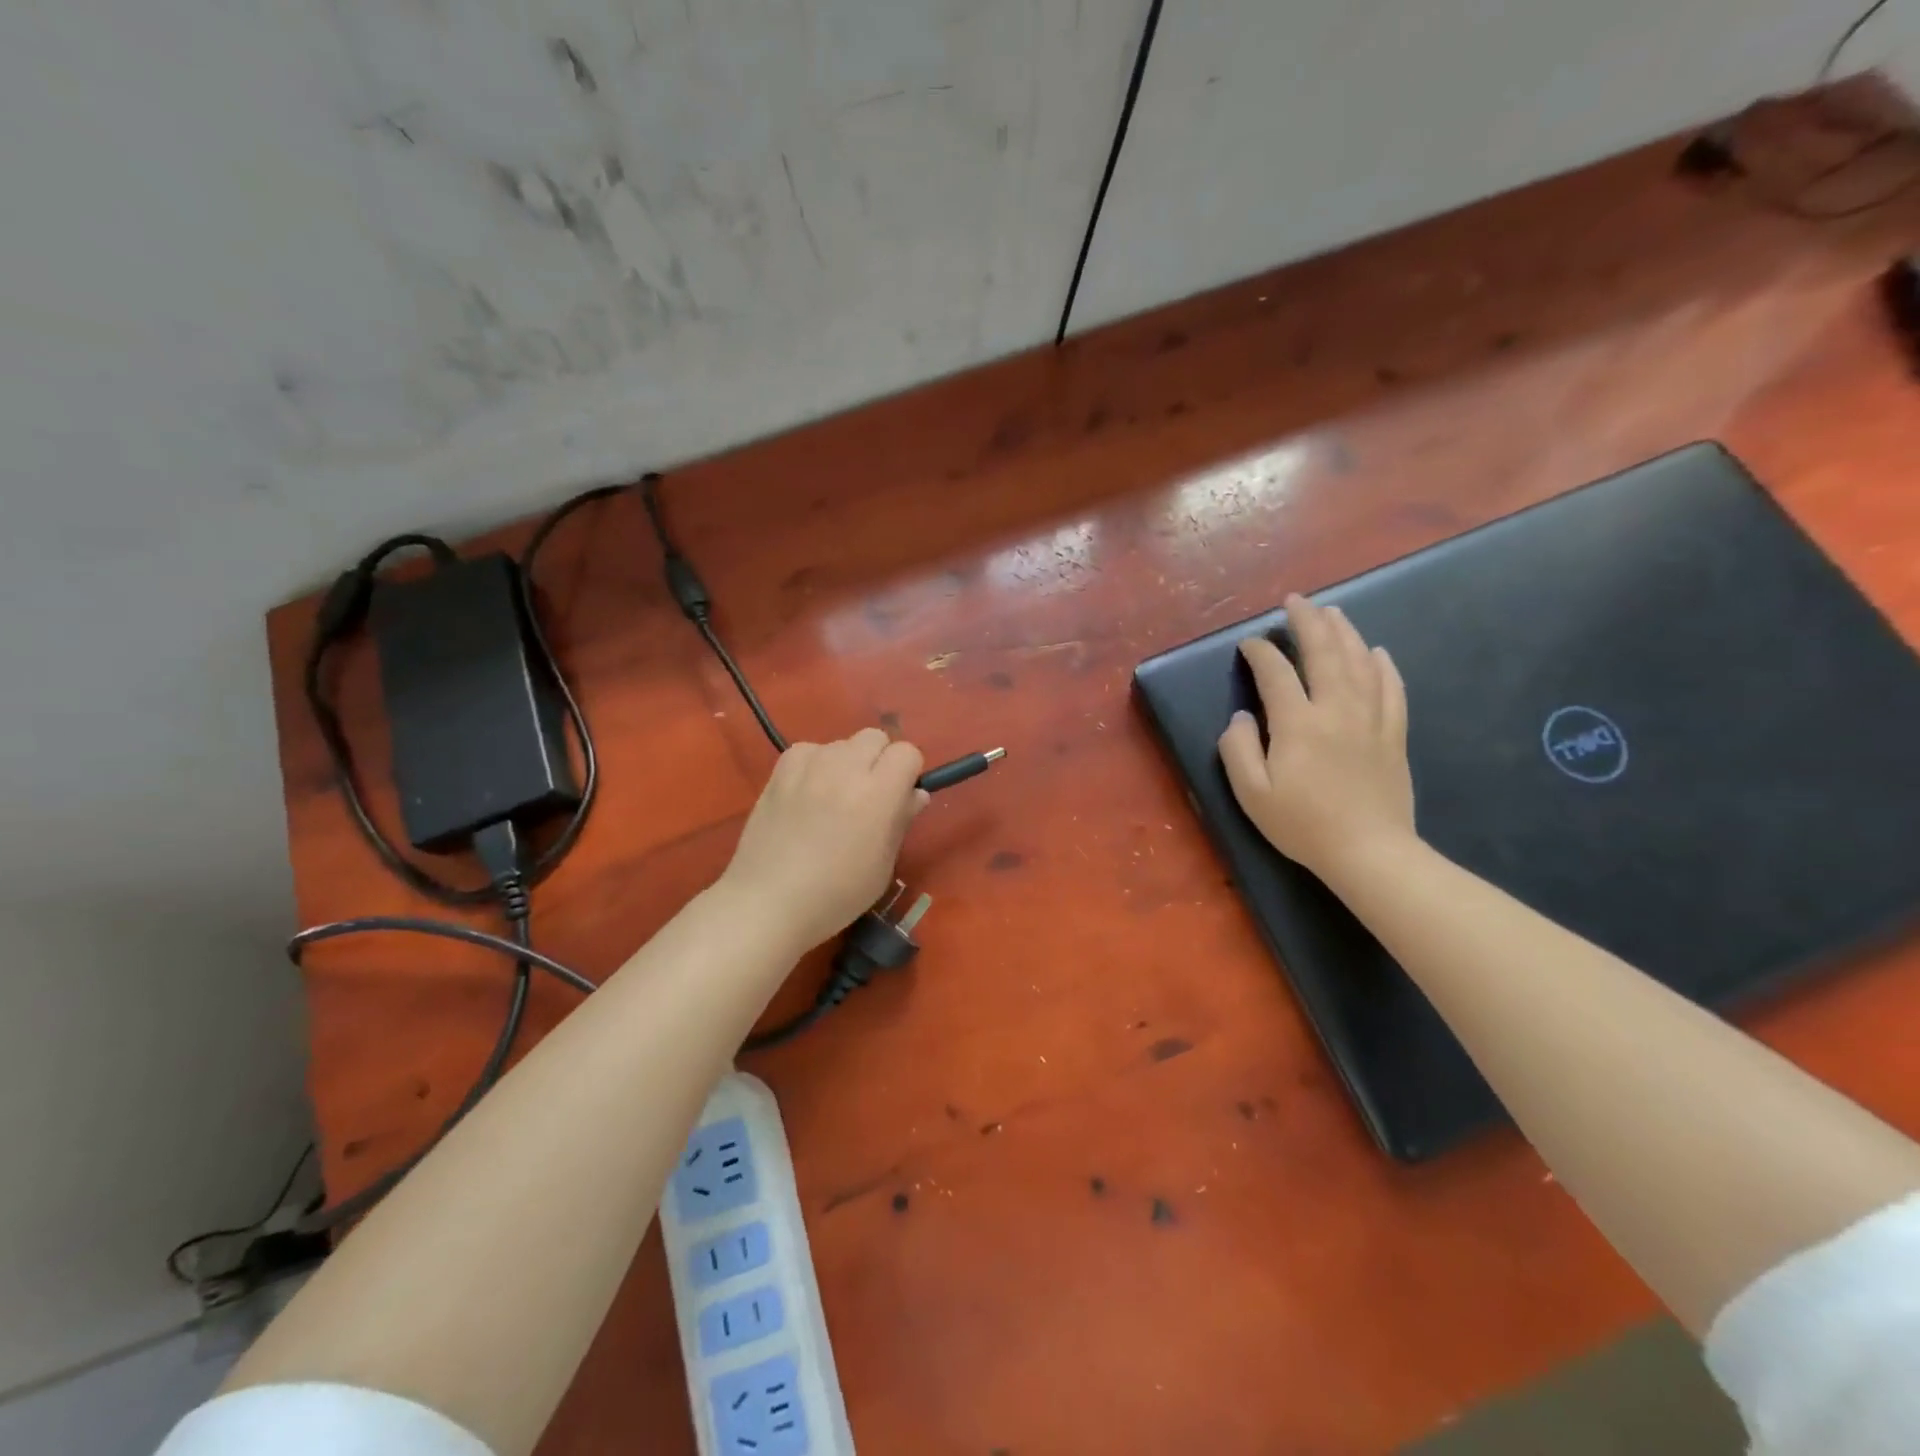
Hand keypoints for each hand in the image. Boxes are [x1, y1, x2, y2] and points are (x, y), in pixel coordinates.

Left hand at [721, 728, 928, 949]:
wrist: (768, 902)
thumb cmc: (835, 895)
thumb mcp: (882, 865)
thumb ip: (901, 821)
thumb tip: (915, 794)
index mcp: (878, 793)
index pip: (907, 753)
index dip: (908, 773)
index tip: (899, 798)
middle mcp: (845, 768)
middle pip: (875, 737)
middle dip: (879, 761)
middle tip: (868, 797)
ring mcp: (809, 765)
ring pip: (841, 743)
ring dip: (846, 763)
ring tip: (831, 799)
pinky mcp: (780, 770)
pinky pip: (809, 750)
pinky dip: (814, 764)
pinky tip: (806, 794)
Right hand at [1218, 593, 1414, 879]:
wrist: (1369, 852)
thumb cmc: (1303, 825)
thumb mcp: (1252, 793)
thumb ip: (1238, 749)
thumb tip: (1241, 718)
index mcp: (1298, 723)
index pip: (1276, 673)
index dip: (1259, 652)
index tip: (1249, 645)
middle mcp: (1336, 709)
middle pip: (1324, 652)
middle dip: (1308, 621)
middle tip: (1295, 601)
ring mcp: (1371, 719)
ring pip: (1360, 662)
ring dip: (1344, 632)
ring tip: (1332, 612)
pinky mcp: (1394, 734)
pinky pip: (1392, 688)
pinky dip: (1383, 665)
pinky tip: (1377, 652)